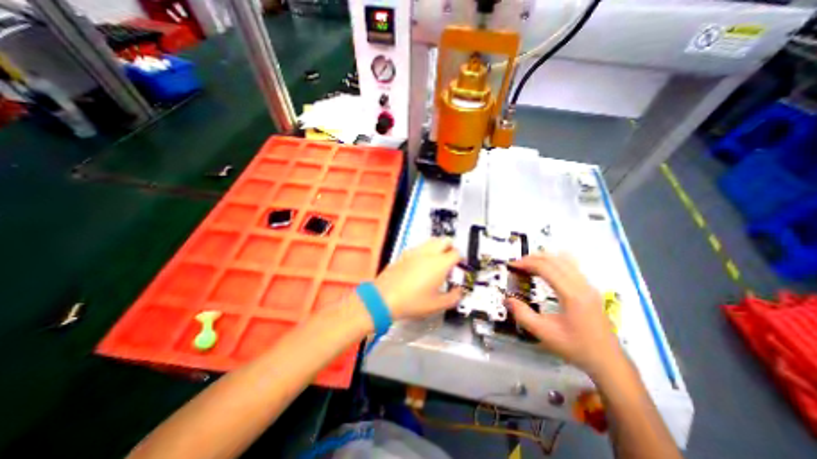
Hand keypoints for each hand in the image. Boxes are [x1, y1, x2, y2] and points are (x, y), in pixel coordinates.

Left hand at [373, 239, 461, 321]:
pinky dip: (425, 251)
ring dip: (438, 247)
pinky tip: (422, 264)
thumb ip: (453, 297)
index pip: (456, 253)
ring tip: (437, 261)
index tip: (460, 266)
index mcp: (439, 263)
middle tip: (451, 259)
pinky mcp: (404, 254)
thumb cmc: (411, 301)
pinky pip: (419, 247)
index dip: (461, 259)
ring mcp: (415, 252)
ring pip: (431, 241)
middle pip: (445, 240)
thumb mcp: (437, 305)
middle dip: (451, 247)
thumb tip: (458, 292)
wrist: (384, 298)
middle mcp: (428, 253)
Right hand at [505, 250, 627, 375]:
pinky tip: (548, 270)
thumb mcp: (544, 333)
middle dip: (533, 258)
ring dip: (544, 258)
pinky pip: (571, 266)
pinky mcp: (590, 289)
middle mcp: (582, 285)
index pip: (546, 268)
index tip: (512, 265)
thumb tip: (507, 299)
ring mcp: (588, 286)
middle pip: (555, 260)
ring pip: (564, 260)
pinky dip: (555, 262)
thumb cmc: (576, 347)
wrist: (608, 361)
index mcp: (571, 295)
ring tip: (529, 264)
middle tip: (517, 264)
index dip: (526, 263)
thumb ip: (523, 315)